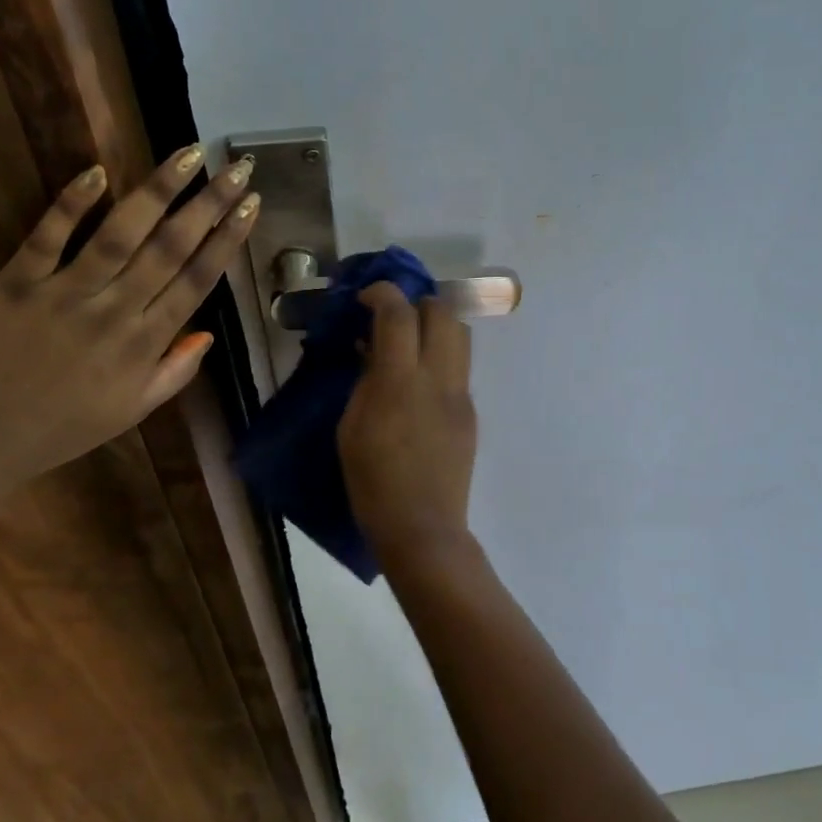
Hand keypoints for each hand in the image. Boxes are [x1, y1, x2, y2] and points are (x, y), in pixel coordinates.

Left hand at [0, 147, 258, 493]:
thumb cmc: (64, 428)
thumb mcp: (133, 410)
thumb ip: (176, 371)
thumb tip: (208, 332)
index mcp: (145, 344)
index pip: (197, 280)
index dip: (227, 238)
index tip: (250, 203)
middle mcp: (114, 312)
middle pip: (170, 248)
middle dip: (209, 203)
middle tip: (237, 166)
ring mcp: (63, 294)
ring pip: (119, 234)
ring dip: (157, 191)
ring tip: (188, 154)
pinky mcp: (15, 284)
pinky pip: (47, 237)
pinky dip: (71, 204)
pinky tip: (97, 171)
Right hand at [338, 283, 479, 575]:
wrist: (422, 527)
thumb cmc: (372, 483)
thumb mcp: (350, 428)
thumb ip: (365, 381)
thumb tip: (373, 350)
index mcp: (399, 383)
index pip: (398, 314)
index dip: (382, 293)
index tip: (366, 297)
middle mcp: (437, 379)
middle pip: (442, 312)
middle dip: (417, 301)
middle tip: (392, 317)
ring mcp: (460, 394)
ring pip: (460, 335)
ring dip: (435, 324)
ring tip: (410, 341)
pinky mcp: (471, 412)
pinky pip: (459, 367)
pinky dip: (441, 356)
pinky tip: (420, 380)